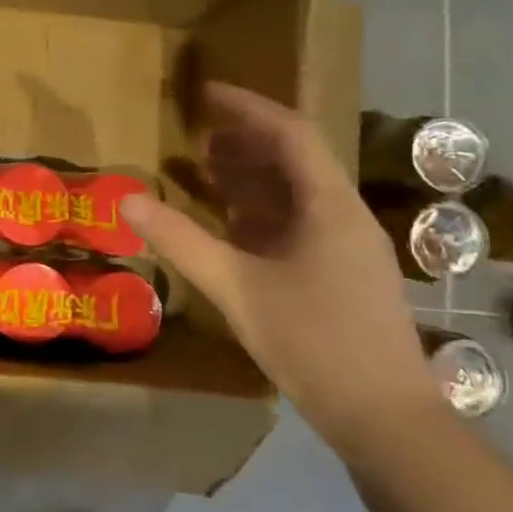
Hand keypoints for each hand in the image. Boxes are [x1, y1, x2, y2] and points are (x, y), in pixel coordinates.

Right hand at [123, 82, 440, 454]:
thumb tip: (127, 200)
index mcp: (329, 206)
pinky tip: (233, 226)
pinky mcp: (344, 274)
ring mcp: (349, 247)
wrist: (385, 418)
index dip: (248, 107)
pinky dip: (263, 213)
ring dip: (253, 178)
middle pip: (296, 159)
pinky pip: (301, 224)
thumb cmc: (313, 342)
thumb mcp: (236, 287)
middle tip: (198, 139)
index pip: (290, 133)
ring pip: (298, 194)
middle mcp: (345, 216)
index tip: (207, 93)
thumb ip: (181, 240)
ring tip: (208, 173)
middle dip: (246, 142)